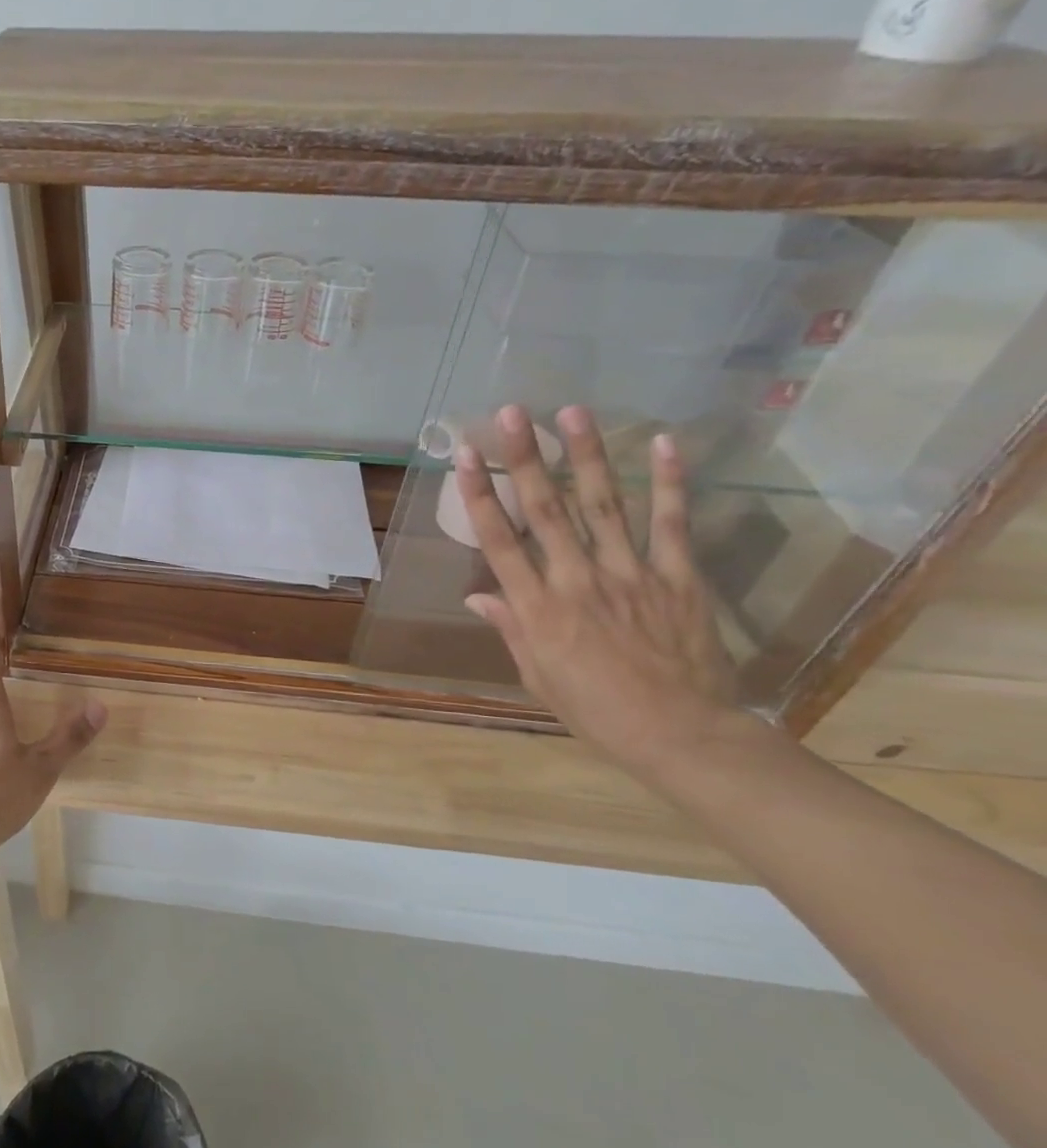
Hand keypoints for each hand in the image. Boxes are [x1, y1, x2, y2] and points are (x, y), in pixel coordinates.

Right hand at [457, 404, 738, 778]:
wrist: (683, 735)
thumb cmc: (597, 711)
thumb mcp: (538, 677)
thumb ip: (511, 629)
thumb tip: (477, 596)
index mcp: (538, 609)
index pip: (500, 541)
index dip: (480, 495)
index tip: (464, 457)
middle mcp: (578, 580)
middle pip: (547, 510)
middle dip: (524, 458)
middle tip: (511, 413)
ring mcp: (631, 574)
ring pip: (604, 505)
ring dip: (585, 455)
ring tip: (572, 411)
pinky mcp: (678, 577)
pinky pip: (671, 523)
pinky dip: (669, 482)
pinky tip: (662, 442)